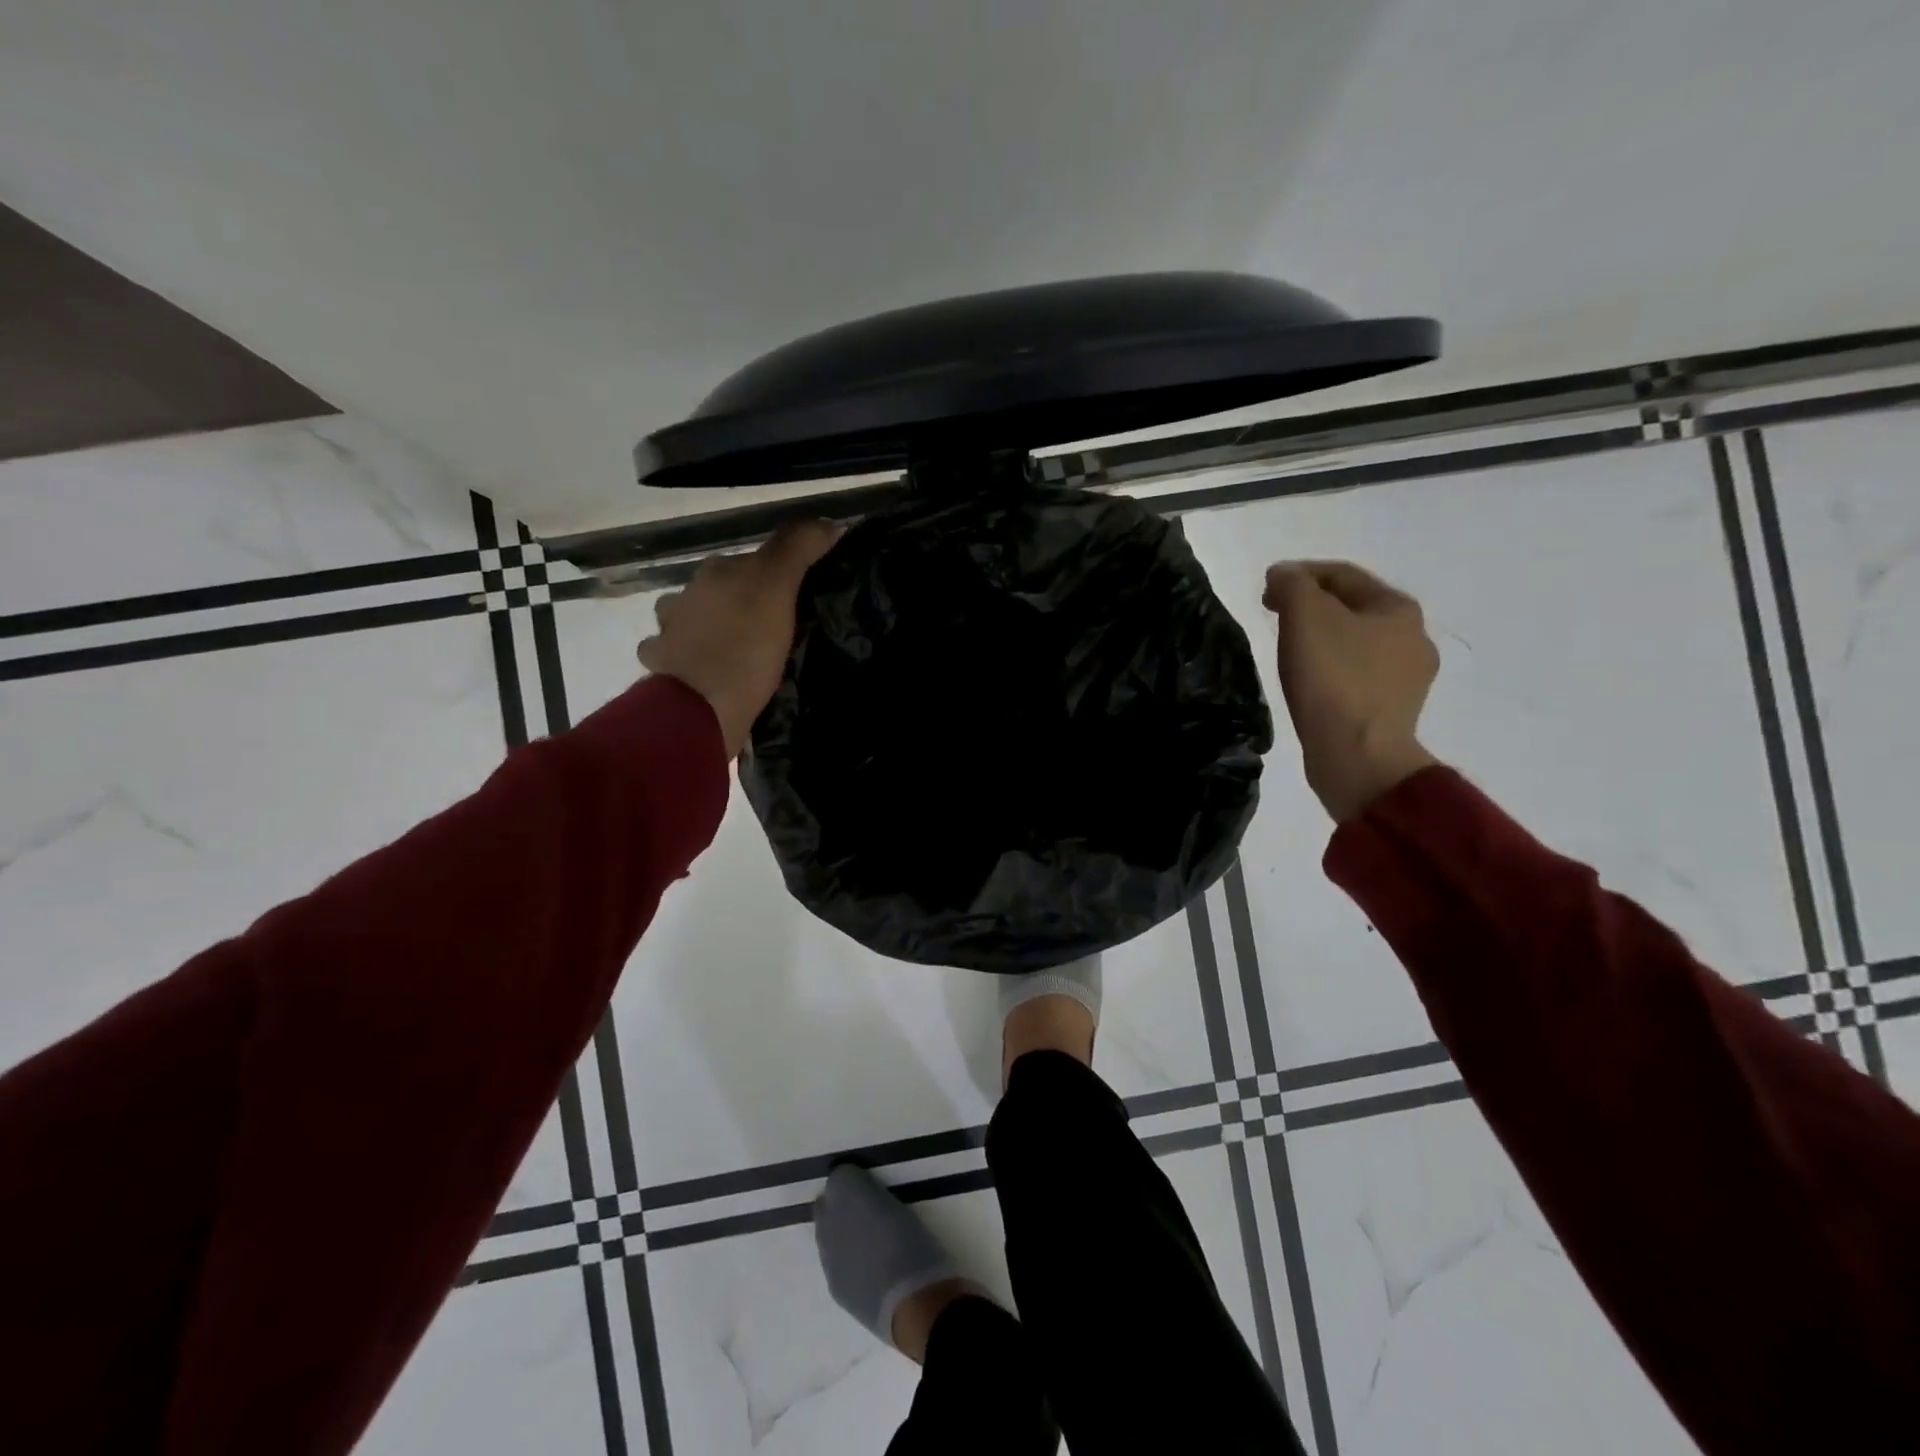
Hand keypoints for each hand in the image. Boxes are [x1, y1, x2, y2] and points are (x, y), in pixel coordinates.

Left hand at [638, 520, 842, 757]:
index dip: (775, 578)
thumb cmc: (744, 645)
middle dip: (739, 602)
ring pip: (691, 621)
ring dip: (708, 628)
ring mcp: (668, 633)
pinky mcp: (662, 670)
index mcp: (714, 572)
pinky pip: (676, 657)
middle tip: (773, 629)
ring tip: (737, 652)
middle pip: (718, 590)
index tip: (796, 600)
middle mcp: (685, 595)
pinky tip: (705, 674)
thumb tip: (829, 522)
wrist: (699, 708)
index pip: (751, 562)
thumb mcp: (778, 587)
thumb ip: (798, 548)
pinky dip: (688, 660)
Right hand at [1263, 560, 1441, 822]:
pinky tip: (1310, 683)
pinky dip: (1331, 670)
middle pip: (1352, 608)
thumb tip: (1283, 575)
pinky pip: (1356, 676)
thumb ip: (1292, 585)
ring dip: (1322, 638)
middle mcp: (1414, 637)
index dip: (1300, 574)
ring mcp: (1408, 678)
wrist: (1358, 756)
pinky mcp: (1392, 711)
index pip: (1343, 575)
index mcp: (1399, 608)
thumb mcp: (1305, 617)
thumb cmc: (1333, 680)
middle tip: (1275, 617)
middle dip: (1312, 607)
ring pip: (1355, 643)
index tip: (1266, 588)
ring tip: (1289, 650)